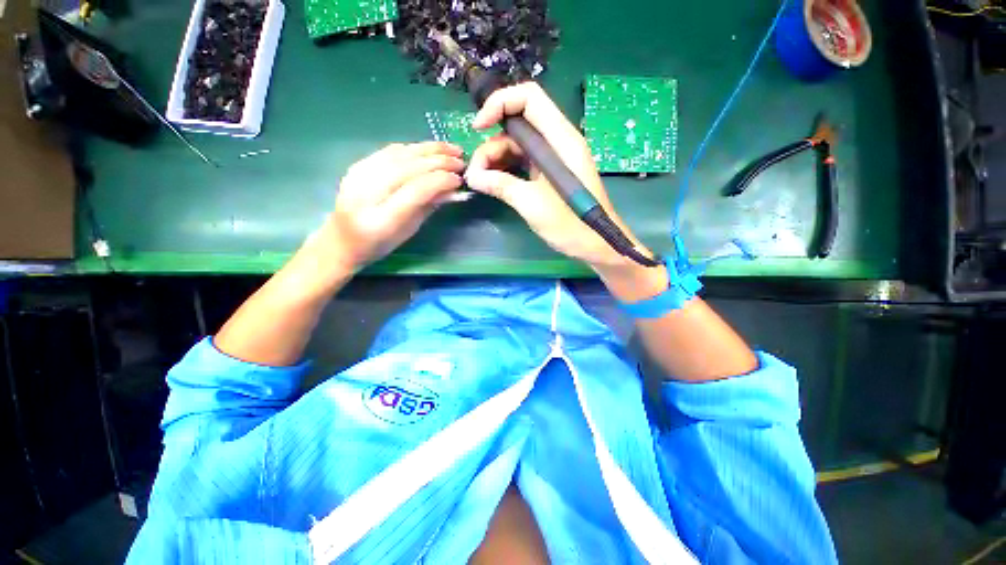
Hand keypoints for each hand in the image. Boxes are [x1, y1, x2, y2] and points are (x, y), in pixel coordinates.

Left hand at [323, 142, 463, 271]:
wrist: (343, 239)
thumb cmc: (381, 242)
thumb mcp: (410, 230)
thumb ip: (430, 206)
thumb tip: (453, 188)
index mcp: (383, 219)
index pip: (416, 189)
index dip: (441, 180)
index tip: (458, 179)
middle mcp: (368, 193)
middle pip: (408, 167)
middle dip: (439, 162)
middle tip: (460, 161)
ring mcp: (359, 175)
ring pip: (399, 154)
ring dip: (429, 149)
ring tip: (451, 149)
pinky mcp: (358, 165)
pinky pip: (390, 151)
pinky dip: (413, 148)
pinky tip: (428, 150)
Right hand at [465, 82, 654, 273]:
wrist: (595, 245)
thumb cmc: (571, 225)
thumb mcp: (532, 204)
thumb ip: (501, 185)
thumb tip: (472, 177)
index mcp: (561, 139)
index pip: (529, 98)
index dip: (500, 103)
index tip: (478, 128)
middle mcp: (557, 142)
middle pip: (518, 124)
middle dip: (492, 143)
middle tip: (476, 172)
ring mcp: (553, 158)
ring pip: (517, 145)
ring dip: (496, 160)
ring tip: (481, 182)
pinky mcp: (548, 174)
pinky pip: (522, 162)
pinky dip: (506, 170)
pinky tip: (493, 184)